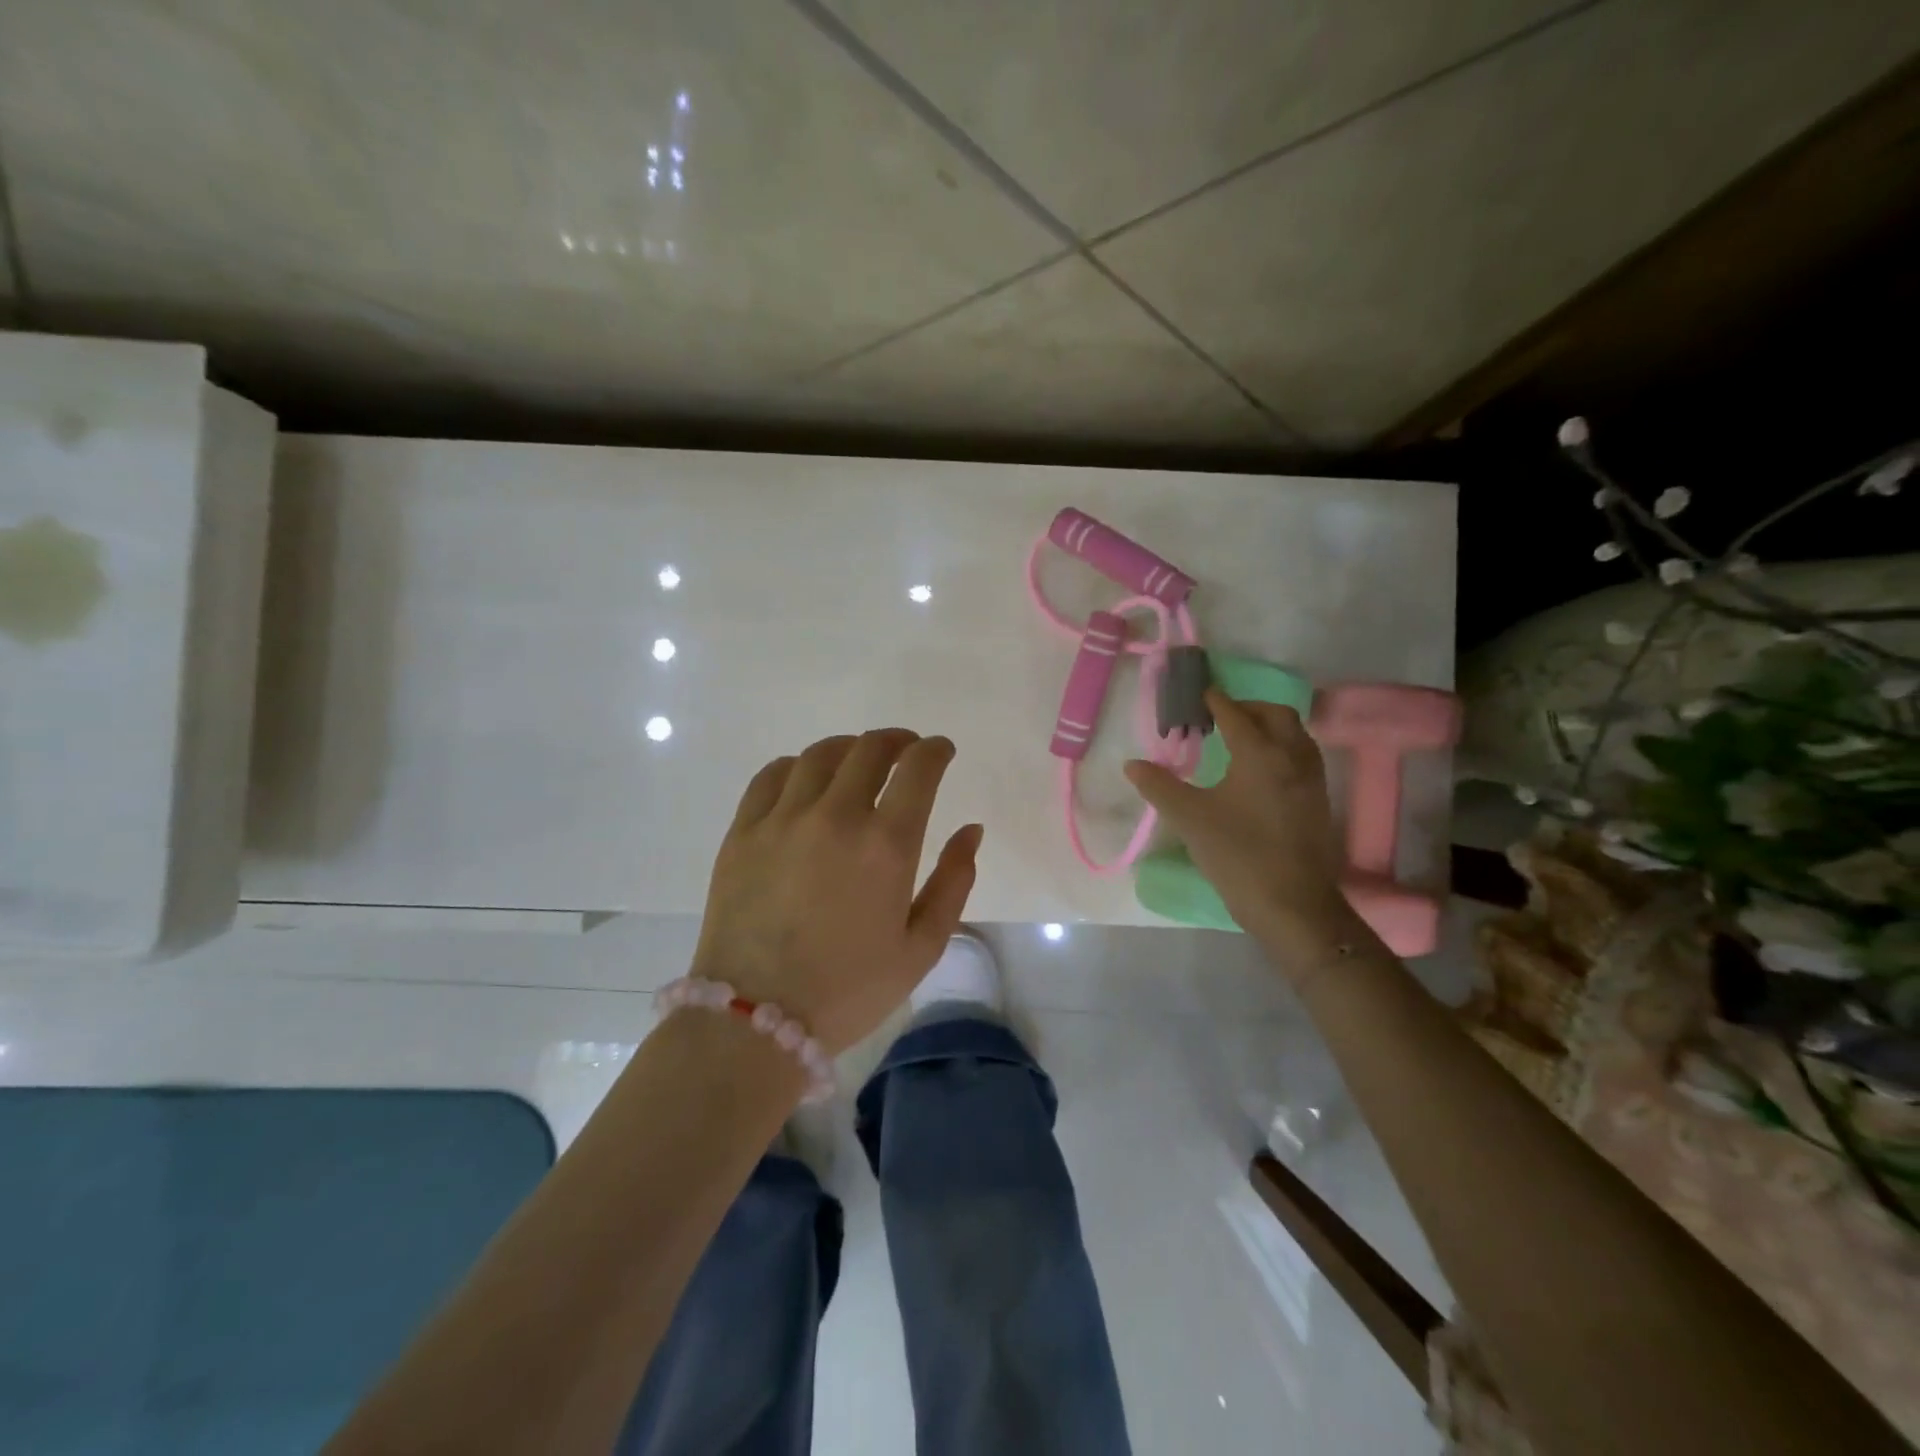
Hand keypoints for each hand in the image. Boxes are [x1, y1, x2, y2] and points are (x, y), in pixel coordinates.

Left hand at [690, 729, 983, 1053]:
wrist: (755, 1020)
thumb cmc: (849, 990)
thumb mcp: (921, 947)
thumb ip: (953, 882)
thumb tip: (971, 831)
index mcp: (886, 844)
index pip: (918, 768)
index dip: (935, 750)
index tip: (941, 751)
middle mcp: (835, 816)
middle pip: (870, 749)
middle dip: (897, 741)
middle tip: (905, 751)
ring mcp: (783, 819)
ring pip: (820, 755)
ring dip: (849, 748)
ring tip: (858, 761)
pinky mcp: (743, 831)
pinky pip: (772, 775)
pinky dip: (797, 766)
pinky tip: (805, 780)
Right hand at [1124, 690, 1350, 942]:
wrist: (1292, 904)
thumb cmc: (1237, 855)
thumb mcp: (1189, 819)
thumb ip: (1159, 786)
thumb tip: (1133, 764)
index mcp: (1260, 754)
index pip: (1235, 714)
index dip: (1215, 702)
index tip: (1199, 695)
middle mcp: (1292, 757)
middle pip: (1275, 715)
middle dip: (1248, 708)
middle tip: (1220, 716)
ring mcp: (1311, 780)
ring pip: (1295, 735)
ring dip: (1269, 726)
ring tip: (1240, 739)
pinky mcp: (1318, 801)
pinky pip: (1301, 757)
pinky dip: (1281, 748)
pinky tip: (1260, 771)